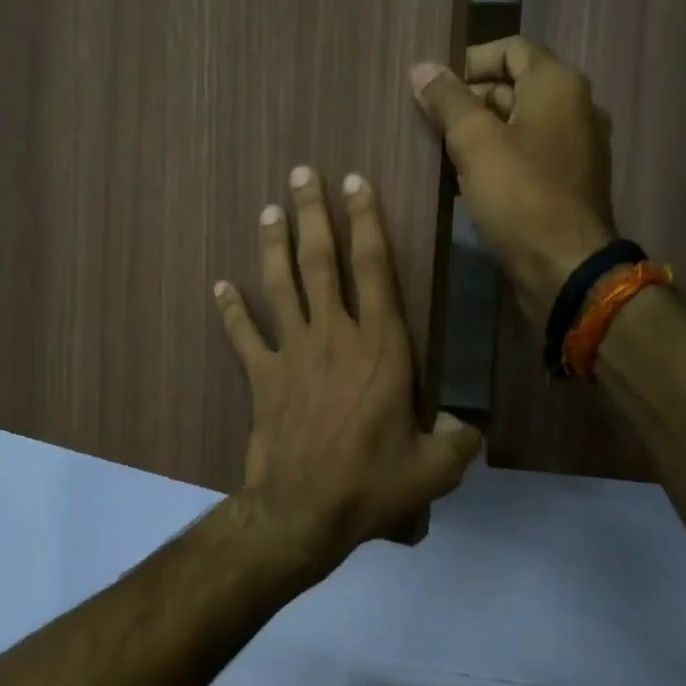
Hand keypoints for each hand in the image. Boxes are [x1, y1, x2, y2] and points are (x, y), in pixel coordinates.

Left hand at [213, 166, 482, 571]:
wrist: (304, 512)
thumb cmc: (373, 485)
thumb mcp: (435, 469)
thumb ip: (458, 440)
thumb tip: (466, 427)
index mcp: (382, 348)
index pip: (374, 268)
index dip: (366, 221)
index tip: (356, 183)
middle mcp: (335, 337)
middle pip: (322, 262)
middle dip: (314, 214)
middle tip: (303, 173)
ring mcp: (293, 354)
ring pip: (282, 286)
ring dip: (274, 245)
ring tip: (269, 210)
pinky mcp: (263, 378)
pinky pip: (244, 336)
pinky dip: (231, 310)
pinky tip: (219, 285)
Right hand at [410, 37, 617, 317]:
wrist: (564, 268)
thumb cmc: (519, 196)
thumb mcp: (474, 142)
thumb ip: (447, 101)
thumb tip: (421, 68)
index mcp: (557, 85)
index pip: (511, 49)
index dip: (468, 62)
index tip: (433, 89)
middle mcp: (575, 107)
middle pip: (514, 86)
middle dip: (469, 101)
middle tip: (429, 125)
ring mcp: (576, 148)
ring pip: (518, 125)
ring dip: (479, 134)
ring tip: (439, 154)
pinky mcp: (568, 183)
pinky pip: (528, 156)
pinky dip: (497, 160)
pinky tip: (465, 182)